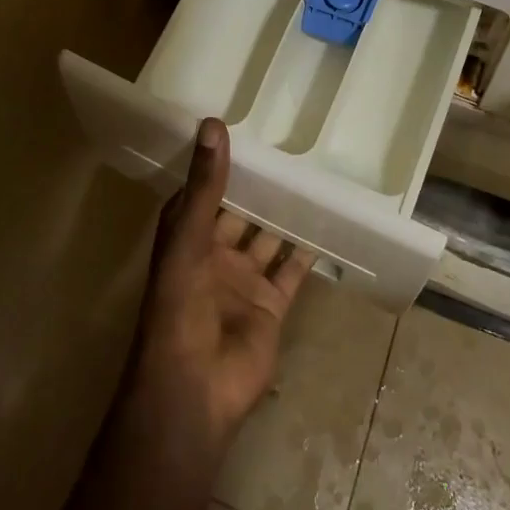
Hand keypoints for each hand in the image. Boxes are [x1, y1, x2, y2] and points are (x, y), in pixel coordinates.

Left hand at [131, 120, 314, 446]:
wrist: (196, 386)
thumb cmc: (181, 305)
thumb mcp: (189, 237)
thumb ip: (206, 184)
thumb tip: (213, 123)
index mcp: (187, 236)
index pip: (205, 189)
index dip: (221, 162)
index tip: (246, 127)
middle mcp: (215, 254)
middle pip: (240, 212)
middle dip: (260, 187)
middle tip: (291, 147)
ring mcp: (243, 280)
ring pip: (268, 238)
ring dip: (285, 215)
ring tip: (314, 178)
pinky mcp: (270, 304)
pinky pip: (292, 271)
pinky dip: (307, 252)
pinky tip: (327, 225)